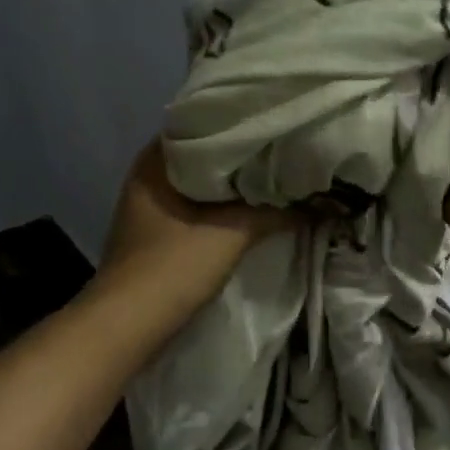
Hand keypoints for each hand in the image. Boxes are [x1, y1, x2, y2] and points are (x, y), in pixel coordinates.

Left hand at [98, 141, 290, 319]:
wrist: (129, 324)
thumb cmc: (173, 267)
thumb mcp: (231, 234)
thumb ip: (275, 214)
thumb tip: (319, 204)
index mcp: (155, 161)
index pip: (203, 125)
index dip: (241, 126)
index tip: (276, 126)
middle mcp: (148, 176)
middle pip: (204, 157)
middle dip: (243, 158)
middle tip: (285, 152)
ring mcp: (150, 207)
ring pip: (201, 186)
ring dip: (234, 188)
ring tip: (276, 179)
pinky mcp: (157, 234)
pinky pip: (196, 208)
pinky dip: (222, 208)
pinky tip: (252, 212)